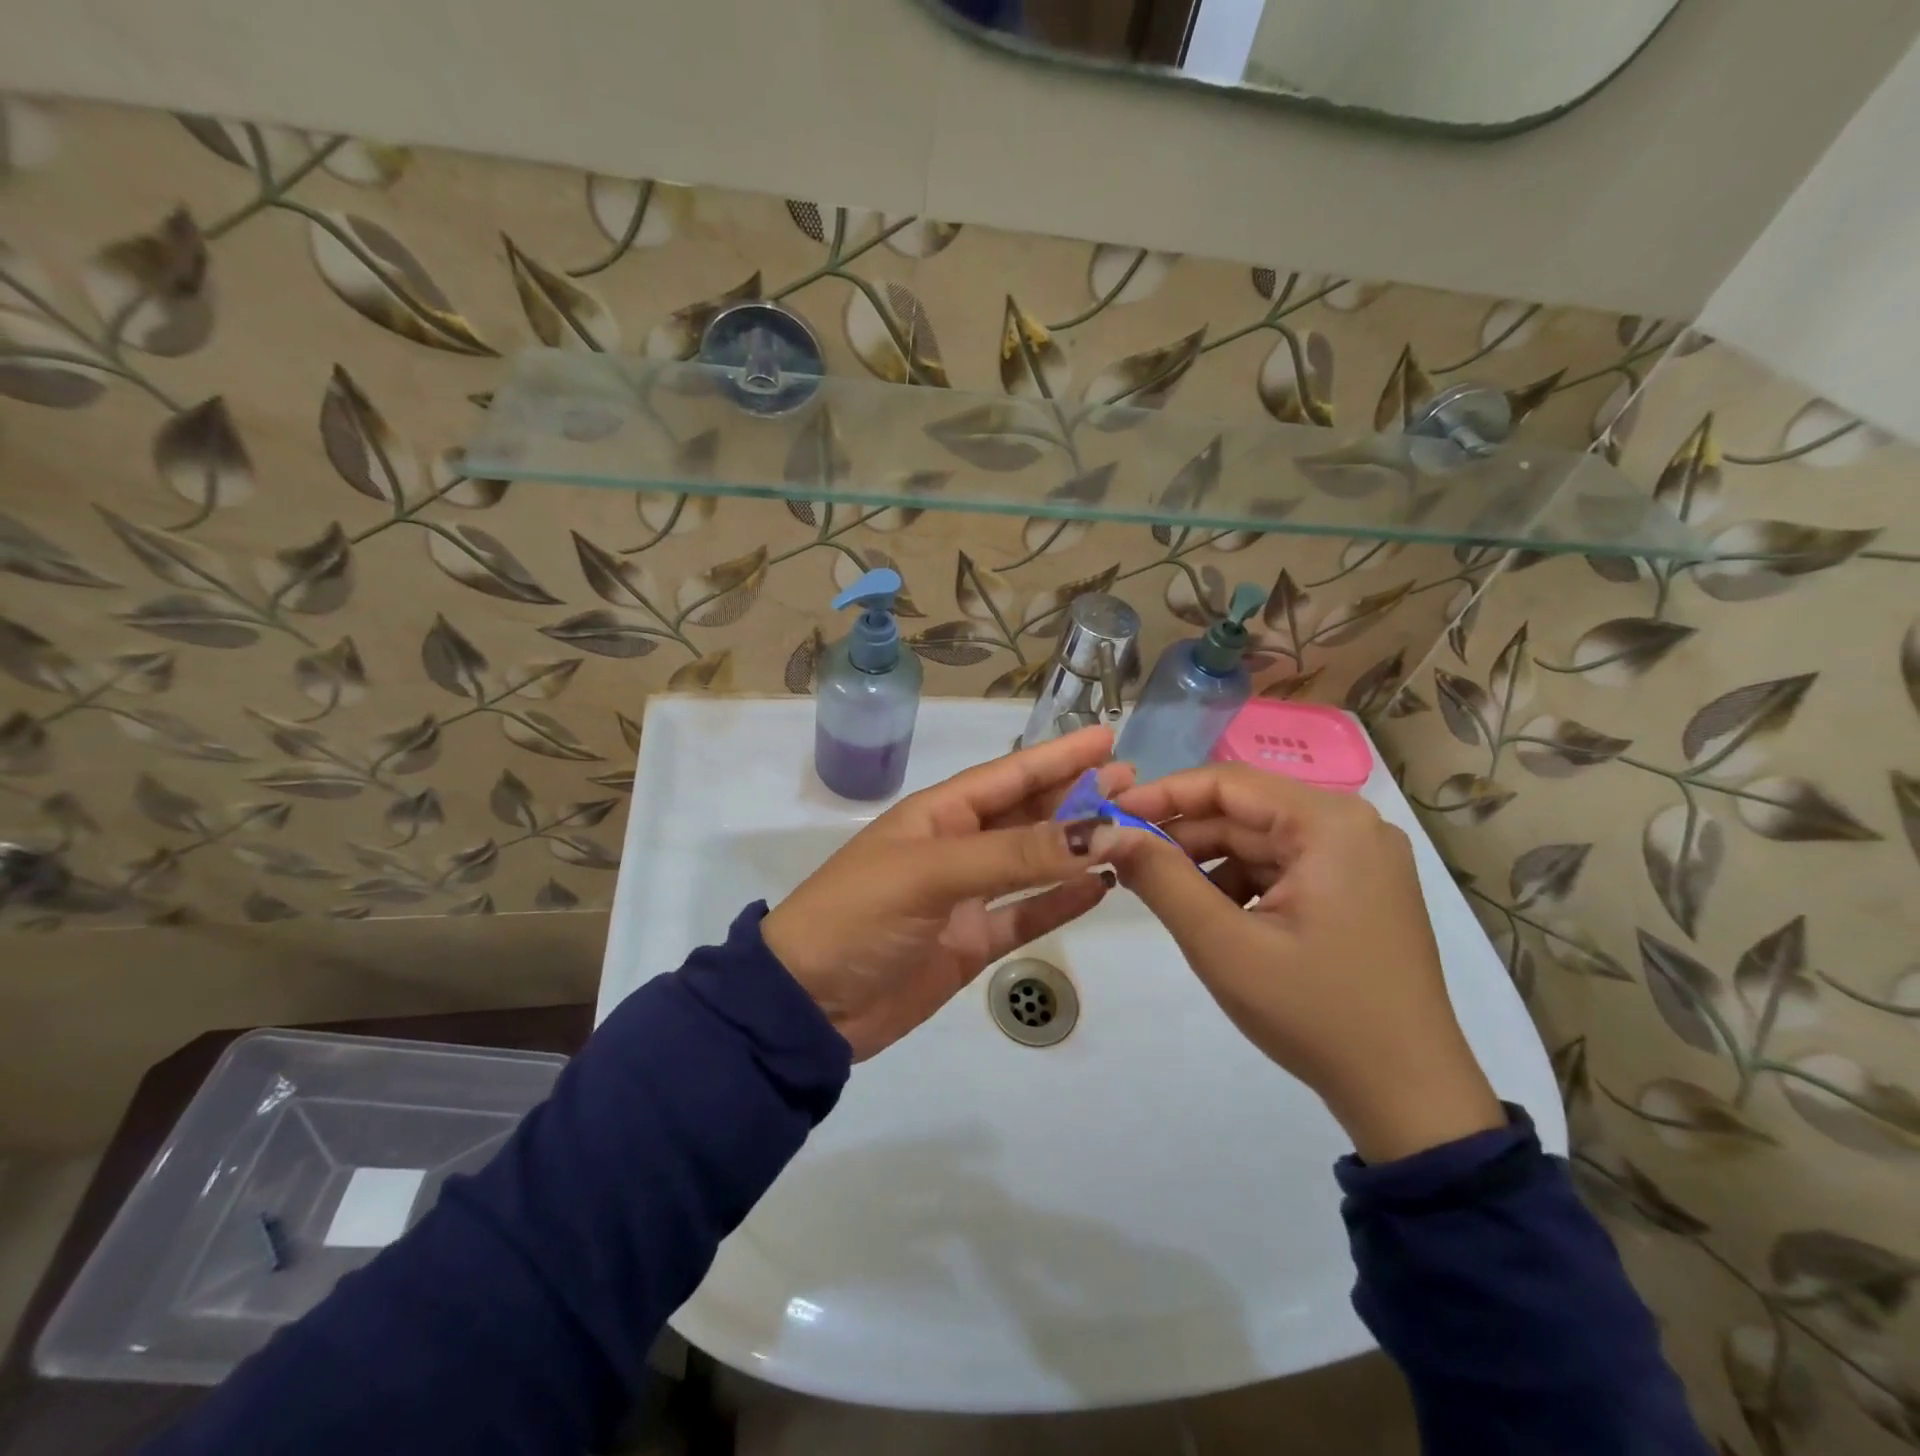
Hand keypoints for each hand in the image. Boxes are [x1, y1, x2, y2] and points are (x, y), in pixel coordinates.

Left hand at [762, 727, 1129, 1060]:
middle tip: (1137, 785)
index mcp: (939, 815)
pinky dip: (1062, 901)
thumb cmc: (859, 916)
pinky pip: (1027, 913)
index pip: (1010, 774)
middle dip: (1078, 797)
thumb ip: (1016, 854)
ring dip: (1078, 846)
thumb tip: (1101, 831)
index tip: (1108, 738)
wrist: (808, 1005)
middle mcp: (957, 846)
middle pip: (1029, 814)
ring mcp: (967, 896)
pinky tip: (1101, 888)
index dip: (1058, 756)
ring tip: (1130, 828)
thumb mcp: (933, 873)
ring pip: (1035, 862)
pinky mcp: (973, 942)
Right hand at [1106, 765, 1502, 1163]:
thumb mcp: (1223, 945)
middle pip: (1245, 812)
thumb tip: (1105, 833)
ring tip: (1164, 896)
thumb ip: (1160, 878)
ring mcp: (1360, 857)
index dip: (1162, 795)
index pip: (1228, 782)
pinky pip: (1282, 866)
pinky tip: (1215, 917)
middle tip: (1124, 861)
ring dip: (1207, 863)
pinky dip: (1240, 884)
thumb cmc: (1314, 1014)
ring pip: (1259, 841)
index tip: (1109, 815)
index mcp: (1329, 823)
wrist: (1408, 1096)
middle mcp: (1351, 825)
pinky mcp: (1358, 888)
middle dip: (1182, 837)